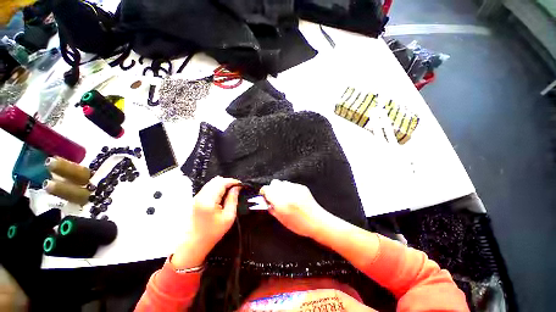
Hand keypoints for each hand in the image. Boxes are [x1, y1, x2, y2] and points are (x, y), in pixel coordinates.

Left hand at [172, 176, 240, 268]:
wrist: (193, 244)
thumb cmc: (213, 232)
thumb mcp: (228, 216)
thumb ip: (233, 199)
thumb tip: (237, 187)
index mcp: (209, 200)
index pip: (222, 182)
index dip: (233, 181)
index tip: (241, 185)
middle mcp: (201, 195)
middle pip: (216, 180)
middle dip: (228, 182)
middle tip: (236, 188)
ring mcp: (196, 197)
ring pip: (211, 183)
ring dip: (222, 184)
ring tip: (230, 192)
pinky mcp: (195, 199)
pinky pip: (208, 188)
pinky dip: (216, 188)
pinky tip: (221, 195)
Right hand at [260, 180, 331, 238]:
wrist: (317, 221)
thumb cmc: (299, 225)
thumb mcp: (281, 220)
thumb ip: (272, 208)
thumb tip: (266, 201)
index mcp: (281, 202)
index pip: (267, 189)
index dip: (264, 191)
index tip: (264, 195)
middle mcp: (287, 193)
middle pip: (274, 182)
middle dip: (272, 189)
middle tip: (274, 196)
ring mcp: (295, 188)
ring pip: (282, 182)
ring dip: (281, 188)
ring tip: (285, 197)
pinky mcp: (302, 187)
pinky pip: (291, 184)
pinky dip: (289, 189)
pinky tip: (293, 197)